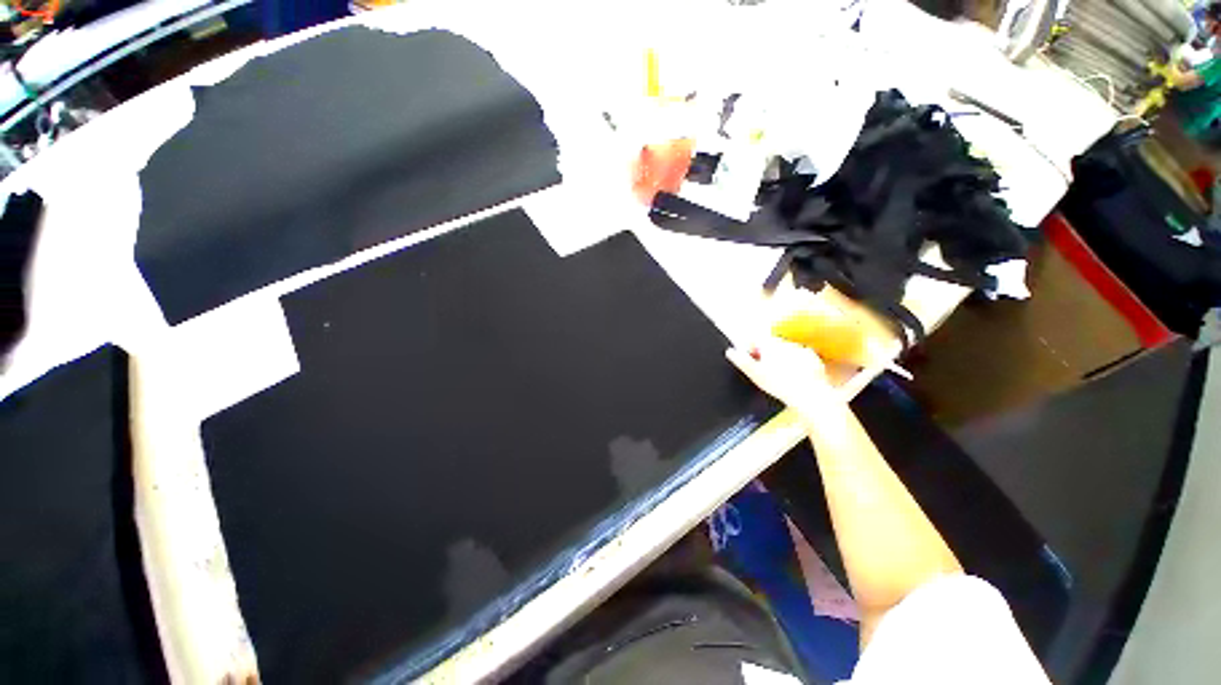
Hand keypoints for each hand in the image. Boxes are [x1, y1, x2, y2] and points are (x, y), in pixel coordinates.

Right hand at [725, 338, 838, 412]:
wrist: (809, 395)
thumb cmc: (779, 384)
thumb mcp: (754, 374)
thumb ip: (741, 361)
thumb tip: (730, 351)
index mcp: (770, 344)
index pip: (755, 340)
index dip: (750, 350)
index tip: (750, 360)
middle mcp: (786, 343)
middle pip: (770, 345)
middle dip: (766, 354)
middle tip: (764, 371)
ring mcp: (801, 349)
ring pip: (786, 351)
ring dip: (781, 359)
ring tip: (779, 376)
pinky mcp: (813, 358)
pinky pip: (801, 358)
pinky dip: (796, 365)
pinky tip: (794, 377)